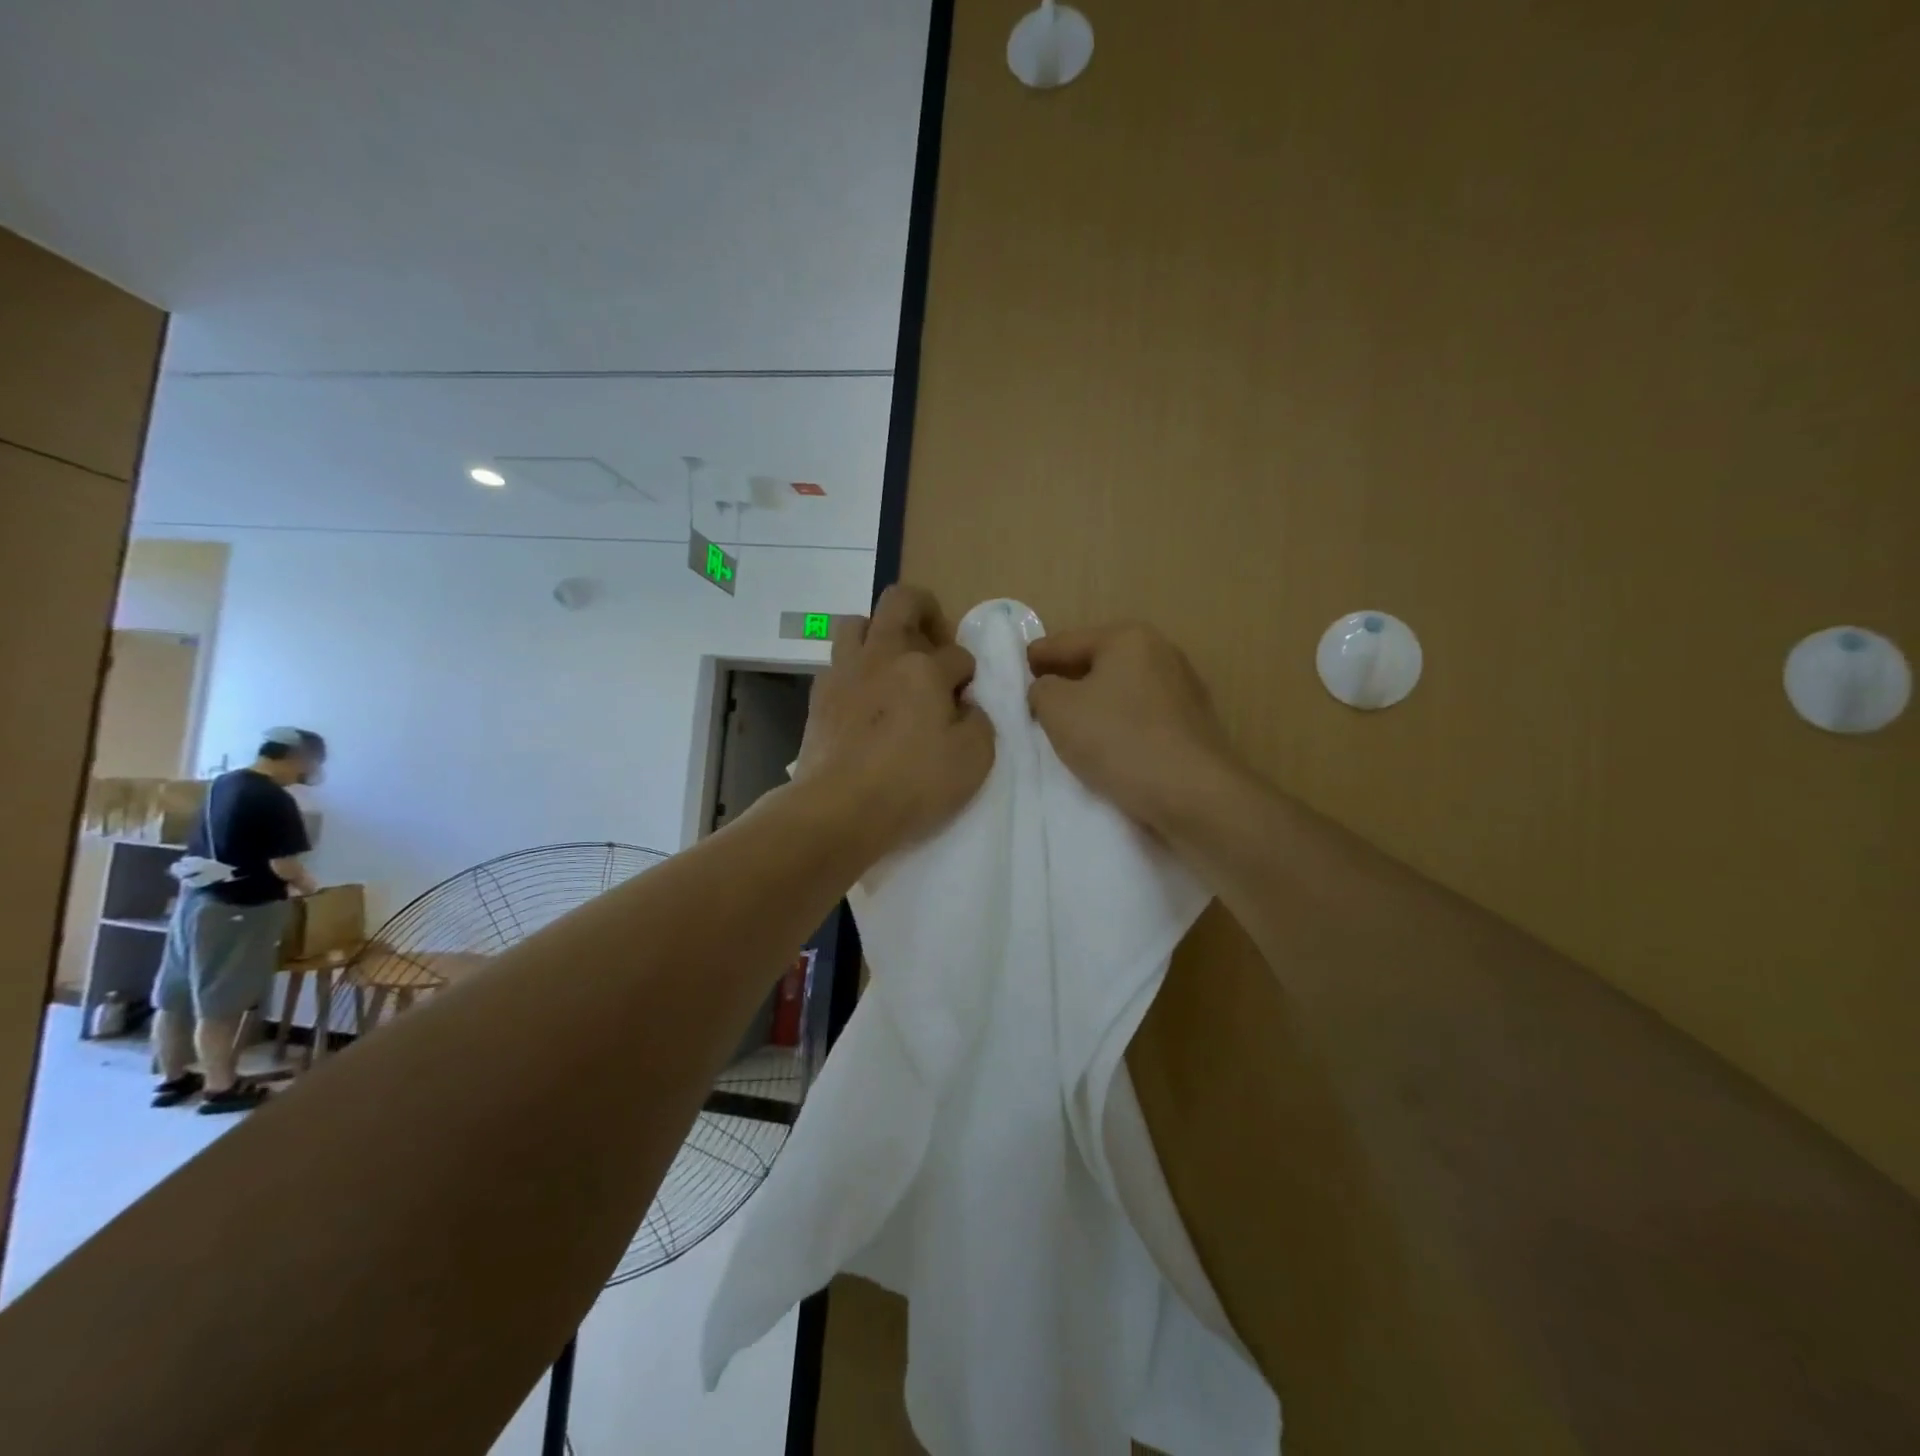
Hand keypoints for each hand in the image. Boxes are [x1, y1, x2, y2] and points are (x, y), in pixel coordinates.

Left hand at [796, 585, 994, 852]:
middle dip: (925, 610)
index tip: (966, 701)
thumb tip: (965, 706)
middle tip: (935, 641)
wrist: (839, 809)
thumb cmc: (913, 784)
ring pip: (857, 622)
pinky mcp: (819, 696)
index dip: (969, 676)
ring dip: (879, 633)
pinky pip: (837, 663)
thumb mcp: (974, 758)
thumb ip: (979, 721)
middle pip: (901, 601)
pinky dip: (854, 671)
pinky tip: (864, 699)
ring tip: (892, 665)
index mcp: (924, 668)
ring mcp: (844, 672)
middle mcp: (882, 656)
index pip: (958, 655)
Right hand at [1028, 623, 1240, 836]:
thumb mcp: (1058, 710)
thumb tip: (1048, 689)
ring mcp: (1183, 689)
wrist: (1193, 794)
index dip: (1036, 658)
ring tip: (1070, 732)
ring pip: (1121, 692)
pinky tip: (1108, 750)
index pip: (1066, 642)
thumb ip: (1041, 690)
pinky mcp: (1193, 725)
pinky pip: (1142, 718)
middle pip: (1097, 664)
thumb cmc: (1119, 740)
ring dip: (1095, 707)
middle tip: (1038, 705)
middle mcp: (1161, 653)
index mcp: (1128, 638)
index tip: (1015, 674)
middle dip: (1068, 682)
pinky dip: (1120, 727)